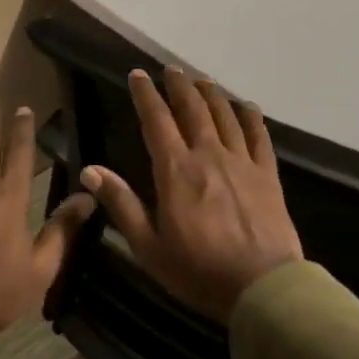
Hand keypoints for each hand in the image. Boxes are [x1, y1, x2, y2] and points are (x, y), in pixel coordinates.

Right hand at [80, 67, 302, 322]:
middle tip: (171, 69)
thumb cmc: (199, 271)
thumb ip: (122, 204)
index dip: (145, 95)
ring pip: (224, 116)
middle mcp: (208, 155)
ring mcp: (242, 163)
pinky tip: (245, 106)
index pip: (156, 121)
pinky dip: (250, 117)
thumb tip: (90, 169)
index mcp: (176, 170)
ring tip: (202, 80)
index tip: (138, 75)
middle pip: (193, 109)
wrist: (263, 288)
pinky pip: (258, 136)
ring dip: (211, 94)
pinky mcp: (268, 175)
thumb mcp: (149, 246)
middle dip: (179, 86)